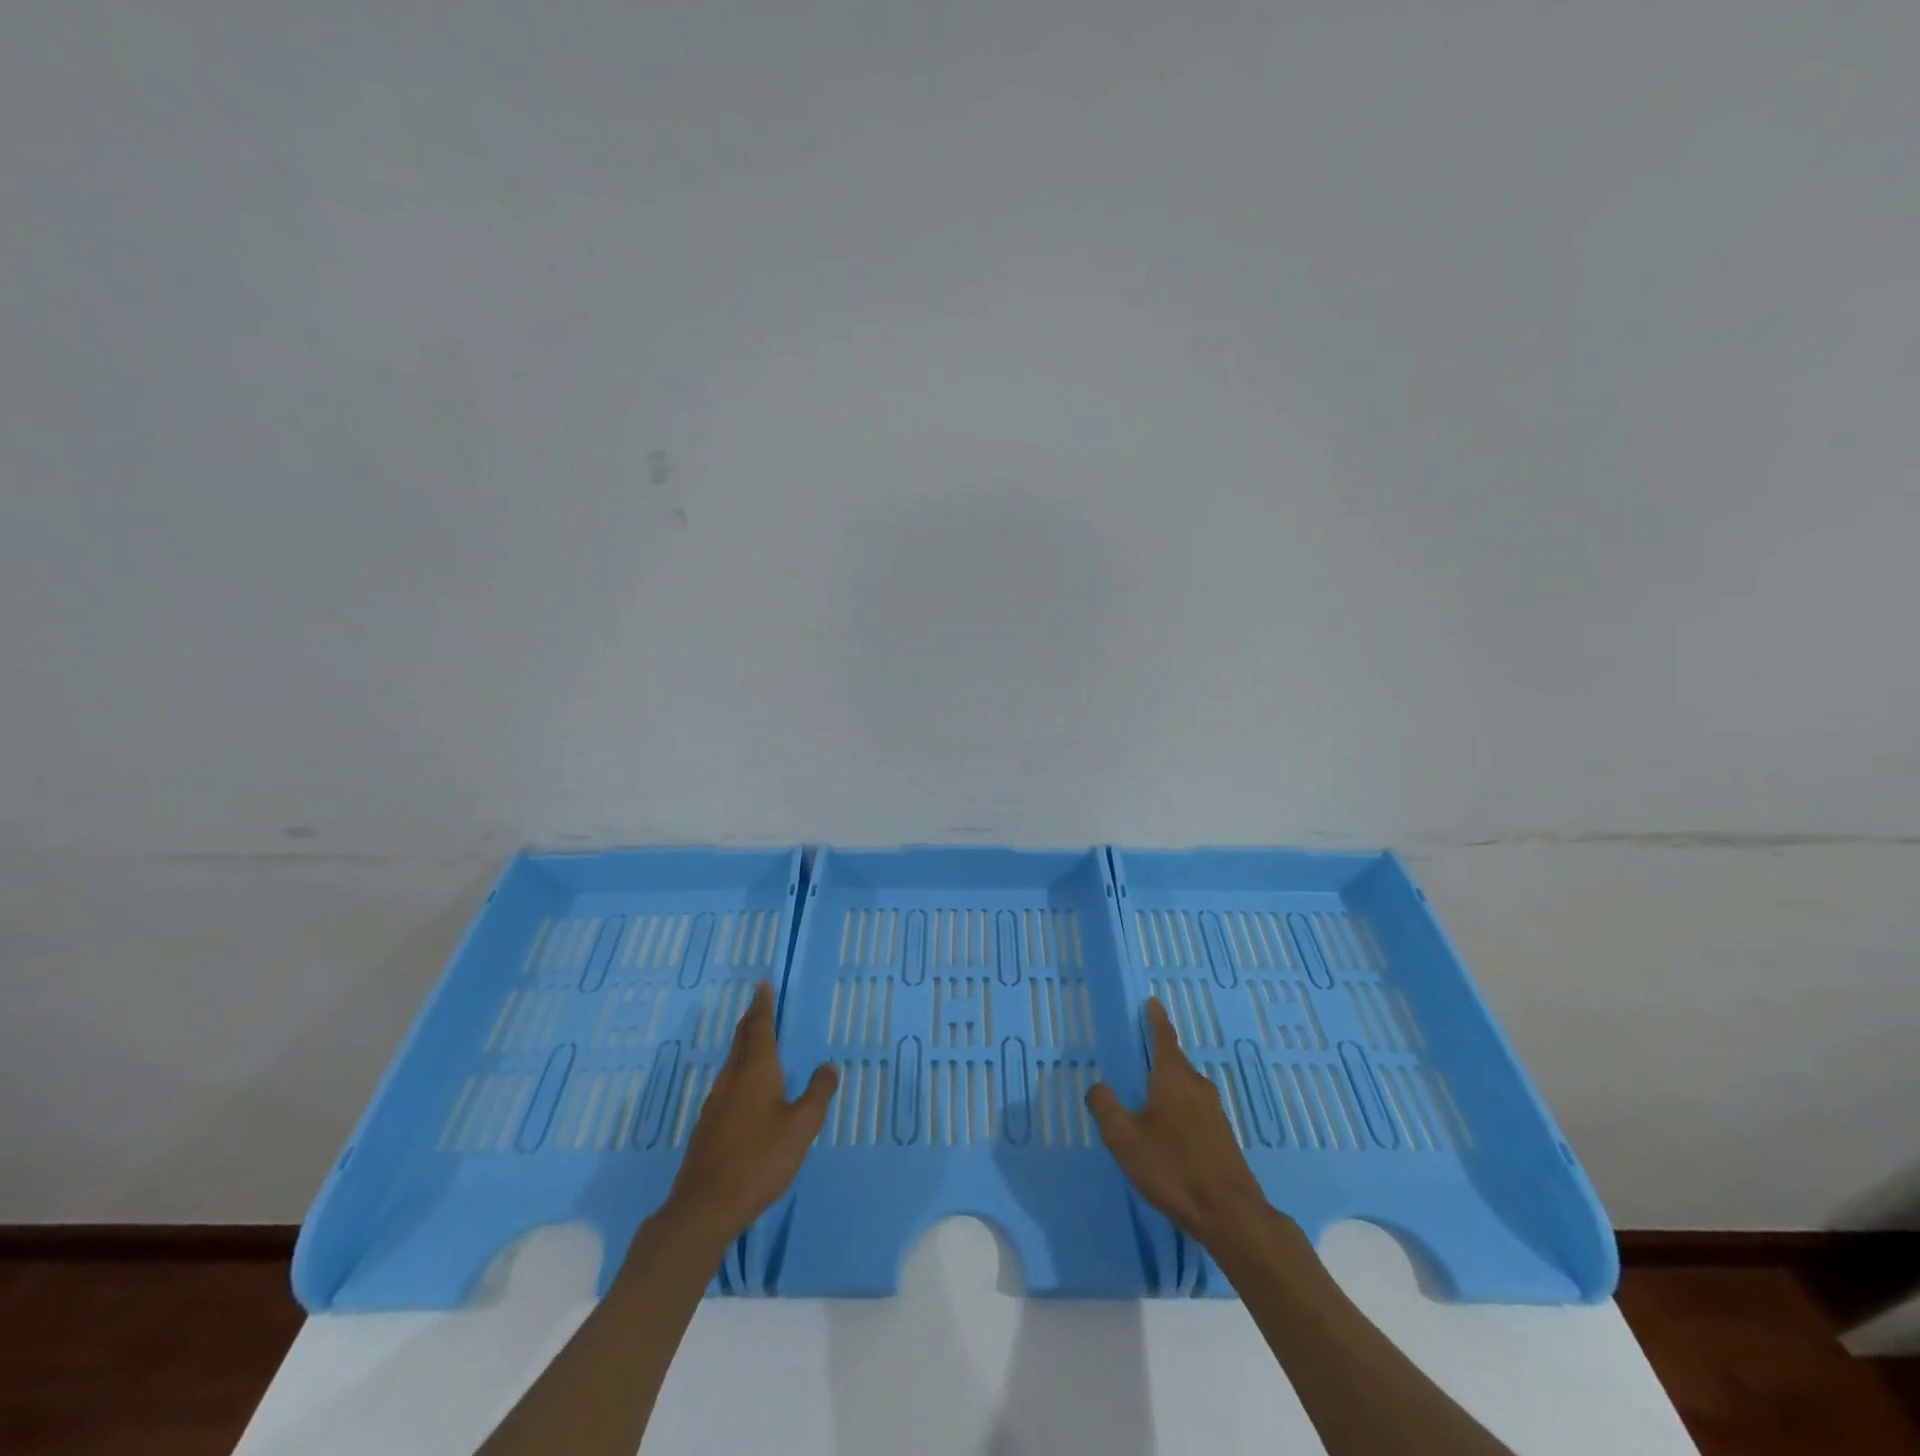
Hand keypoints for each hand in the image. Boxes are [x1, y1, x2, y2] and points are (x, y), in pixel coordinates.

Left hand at [662, 980, 837, 1239]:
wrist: (703, 1208)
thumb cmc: (758, 1161)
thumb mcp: (801, 1128)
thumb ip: (817, 1094)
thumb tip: (829, 1066)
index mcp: (756, 1071)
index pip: (760, 1027)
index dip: (763, 1005)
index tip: (763, 985)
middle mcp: (732, 1079)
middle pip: (741, 1040)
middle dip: (752, 1019)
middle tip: (760, 1004)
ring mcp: (715, 1103)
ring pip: (732, 1061)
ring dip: (744, 1044)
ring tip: (755, 1039)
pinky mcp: (708, 1126)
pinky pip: (727, 1082)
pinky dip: (739, 1069)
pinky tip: (745, 1087)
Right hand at [1086, 998, 1268, 1242]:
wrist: (1230, 1213)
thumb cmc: (1172, 1166)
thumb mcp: (1124, 1137)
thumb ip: (1106, 1107)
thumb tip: (1099, 1086)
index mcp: (1174, 1077)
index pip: (1164, 1037)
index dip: (1156, 1019)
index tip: (1153, 1002)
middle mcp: (1197, 1086)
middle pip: (1175, 1062)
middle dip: (1158, 1056)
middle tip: (1138, 1054)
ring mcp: (1214, 1112)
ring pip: (1186, 1088)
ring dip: (1168, 1086)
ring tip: (1148, 1096)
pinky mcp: (1223, 1137)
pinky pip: (1195, 1109)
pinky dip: (1179, 1108)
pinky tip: (1168, 1131)